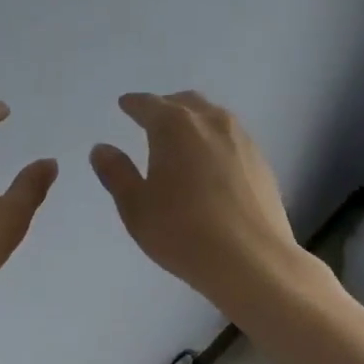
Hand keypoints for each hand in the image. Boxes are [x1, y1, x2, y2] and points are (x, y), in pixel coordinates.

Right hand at [90, 91, 302, 306]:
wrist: (252, 260)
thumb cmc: (182, 231)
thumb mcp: (136, 206)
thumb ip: (117, 173)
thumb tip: (102, 149)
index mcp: (175, 126)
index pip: (148, 104)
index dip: (133, 104)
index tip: (125, 104)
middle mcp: (211, 122)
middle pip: (184, 102)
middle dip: (165, 106)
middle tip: (152, 119)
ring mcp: (242, 140)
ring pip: (212, 117)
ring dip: (193, 120)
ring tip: (182, 139)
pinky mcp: (261, 162)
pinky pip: (231, 138)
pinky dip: (214, 140)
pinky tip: (210, 163)